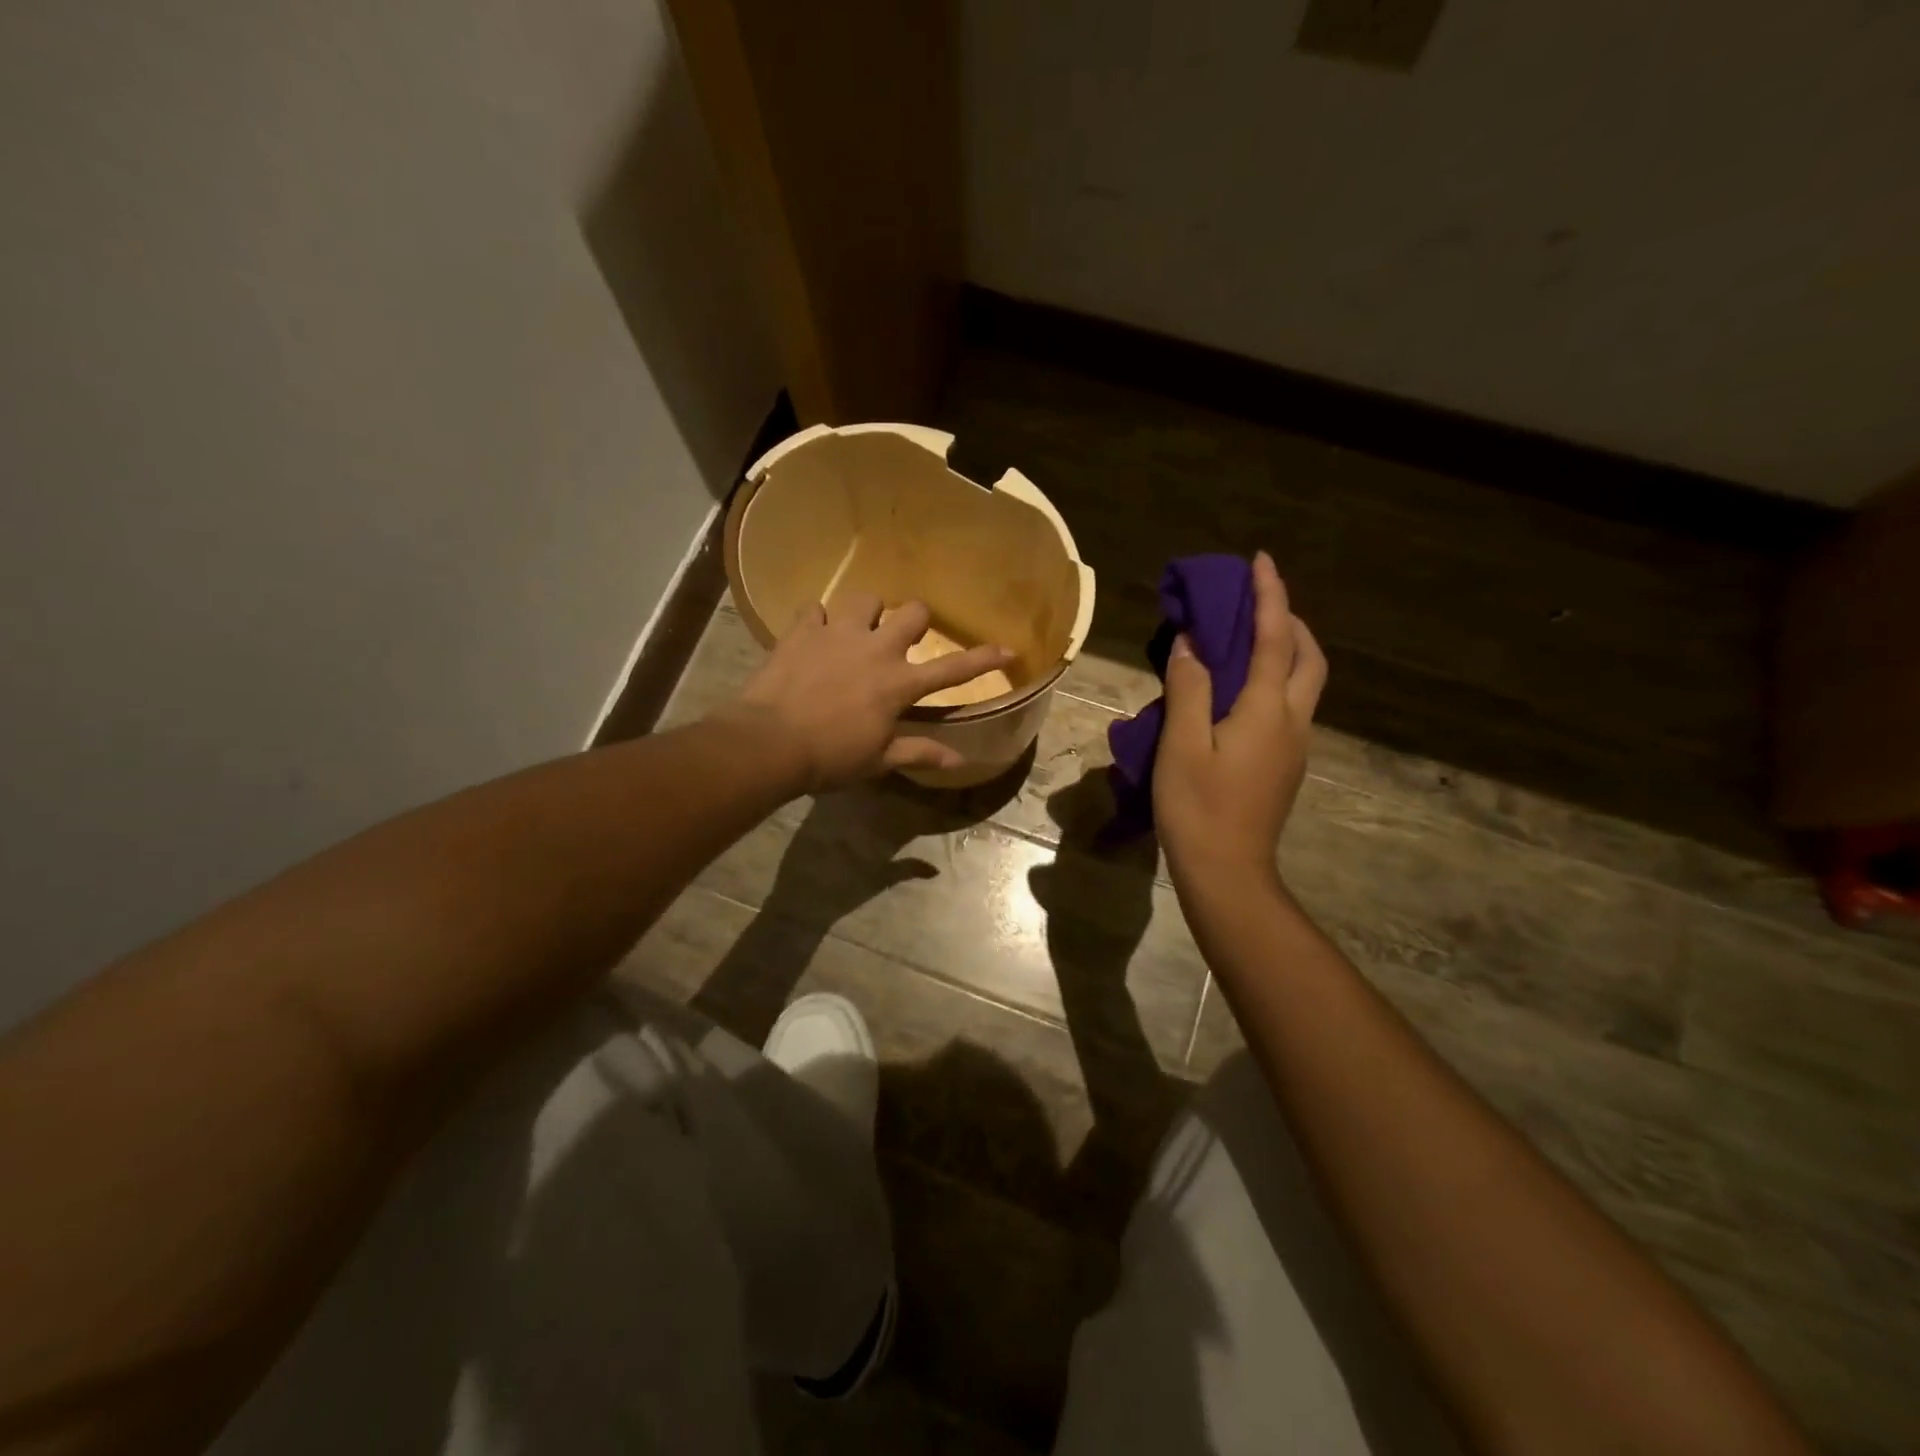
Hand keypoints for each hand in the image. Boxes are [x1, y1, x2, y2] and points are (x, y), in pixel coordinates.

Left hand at [724, 593, 1012, 791]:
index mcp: (899, 683)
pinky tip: (813, 635)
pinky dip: (818, 621)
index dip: (983, 659)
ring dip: (867, 613)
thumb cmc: (831, 757)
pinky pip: (815, 609)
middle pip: (913, 613)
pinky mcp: (803, 630)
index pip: (953, 670)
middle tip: (904, 638)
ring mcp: (839, 634)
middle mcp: (876, 649)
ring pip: (866, 599)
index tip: (1008, 648)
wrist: (770, 742)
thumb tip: (959, 760)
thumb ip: (919, 752)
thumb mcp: (879, 759)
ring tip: (857, 630)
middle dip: (916, 620)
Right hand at [1153, 551, 1326, 890]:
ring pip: (1305, 682)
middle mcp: (1292, 721)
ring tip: (1250, 638)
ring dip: (1287, 649)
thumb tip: (1193, 643)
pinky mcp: (1285, 764)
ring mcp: (1294, 745)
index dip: (1269, 596)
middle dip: (1290, 621)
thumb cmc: (1198, 807)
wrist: (1228, 872)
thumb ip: (1189, 688)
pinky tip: (1243, 688)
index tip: (1261, 560)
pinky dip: (1275, 678)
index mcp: (1266, 710)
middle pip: (1308, 658)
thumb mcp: (1182, 743)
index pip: (1274, 639)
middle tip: (1258, 604)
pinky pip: (1289, 704)